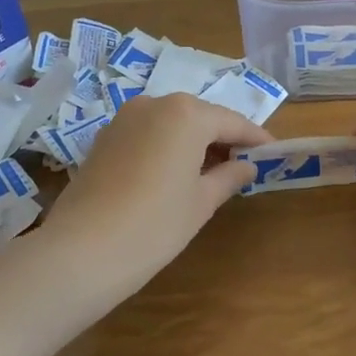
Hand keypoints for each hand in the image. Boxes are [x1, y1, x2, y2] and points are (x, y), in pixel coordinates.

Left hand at [43, 93, 270, 296]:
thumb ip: (229, 176)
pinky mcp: (103, 138)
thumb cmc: (155, 225)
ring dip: (193, 141)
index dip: (255, 138)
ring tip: (210, 171)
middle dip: (223, 137)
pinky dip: (166, 146)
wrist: (81, 251)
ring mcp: (124, 119)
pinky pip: (147, 133)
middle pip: (200, 117)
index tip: (273, 152)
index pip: (232, 122)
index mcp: (187, 114)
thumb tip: (246, 165)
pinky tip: (172, 174)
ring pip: (171, 123)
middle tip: (243, 164)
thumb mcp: (201, 202)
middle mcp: (155, 104)